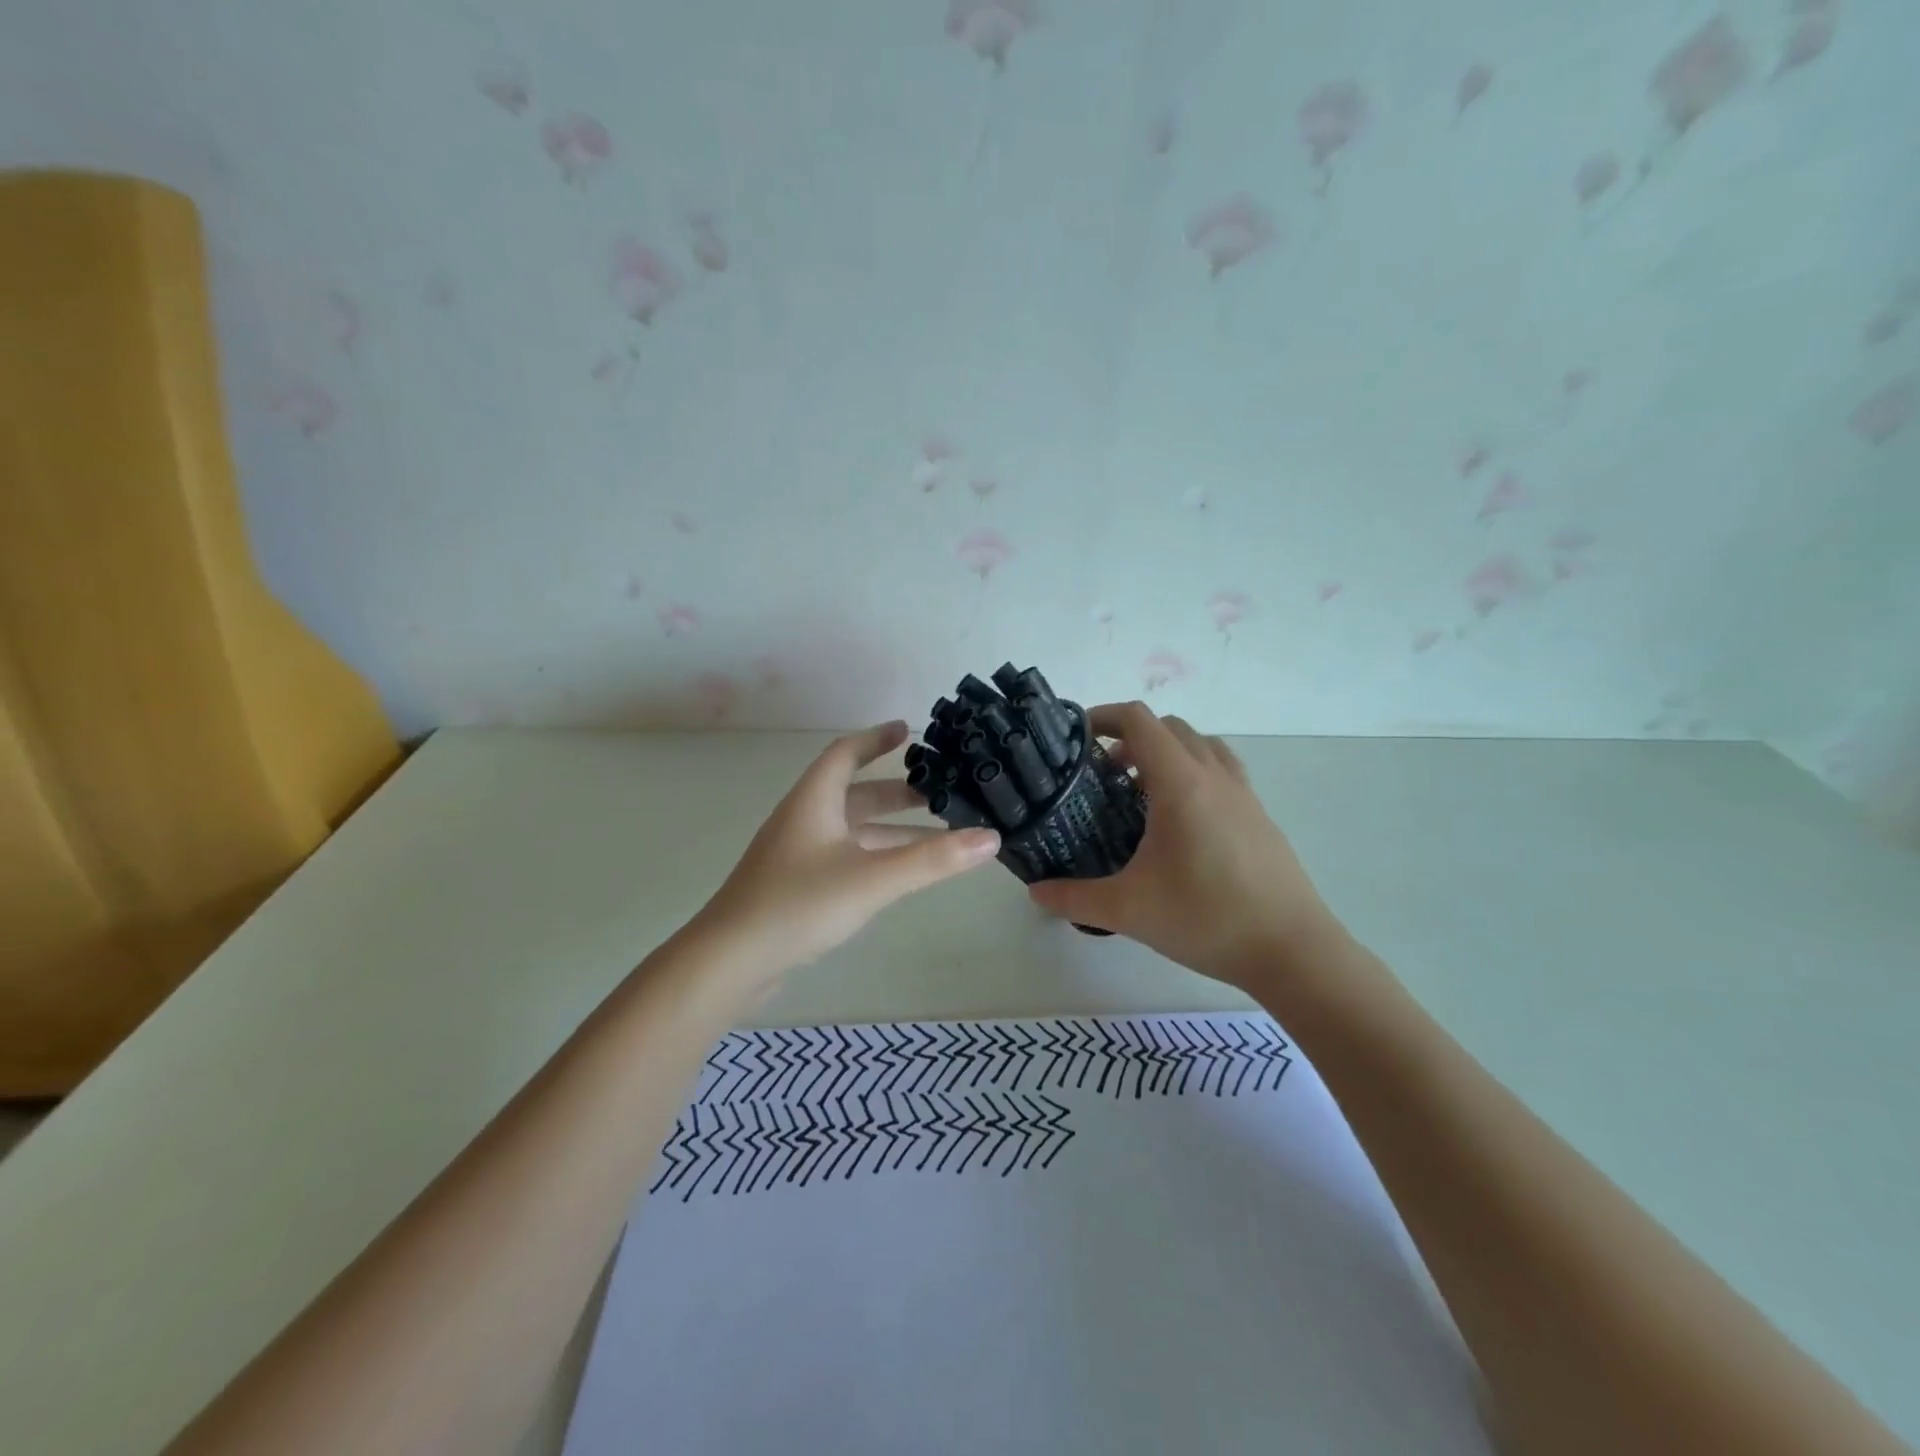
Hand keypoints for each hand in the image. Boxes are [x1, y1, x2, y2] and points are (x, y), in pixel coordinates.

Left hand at [685, 721, 1000, 992]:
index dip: (876, 739)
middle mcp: (804, 819)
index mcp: (814, 801)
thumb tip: (990, 837)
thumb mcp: (873, 878)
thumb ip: (932, 859)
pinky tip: (899, 874)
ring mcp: (798, 854)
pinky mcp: (797, 886)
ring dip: (891, 829)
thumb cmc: (799, 904)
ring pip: (852, 830)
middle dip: (897, 792)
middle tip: (940, 793)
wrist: (731, 961)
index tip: (908, 730)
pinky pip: (845, 856)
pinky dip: (876, 856)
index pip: (846, 753)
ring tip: (937, 836)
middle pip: (855, 793)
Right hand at [1028, 703, 1344, 990]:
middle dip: (1132, 737)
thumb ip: (1073, 898)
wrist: (1292, 951)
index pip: (1140, 721)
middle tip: (1104, 774)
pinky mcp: (1260, 817)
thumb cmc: (1206, 918)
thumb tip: (1035, 893)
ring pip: (1202, 746)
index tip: (1077, 737)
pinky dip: (1194, 774)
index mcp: (1181, 783)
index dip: (1104, 716)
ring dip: (1168, 753)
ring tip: (1142, 793)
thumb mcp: (1128, 910)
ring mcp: (1244, 795)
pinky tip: (1181, 824)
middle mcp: (1215, 776)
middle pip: (1170, 727)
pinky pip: (1222, 772)